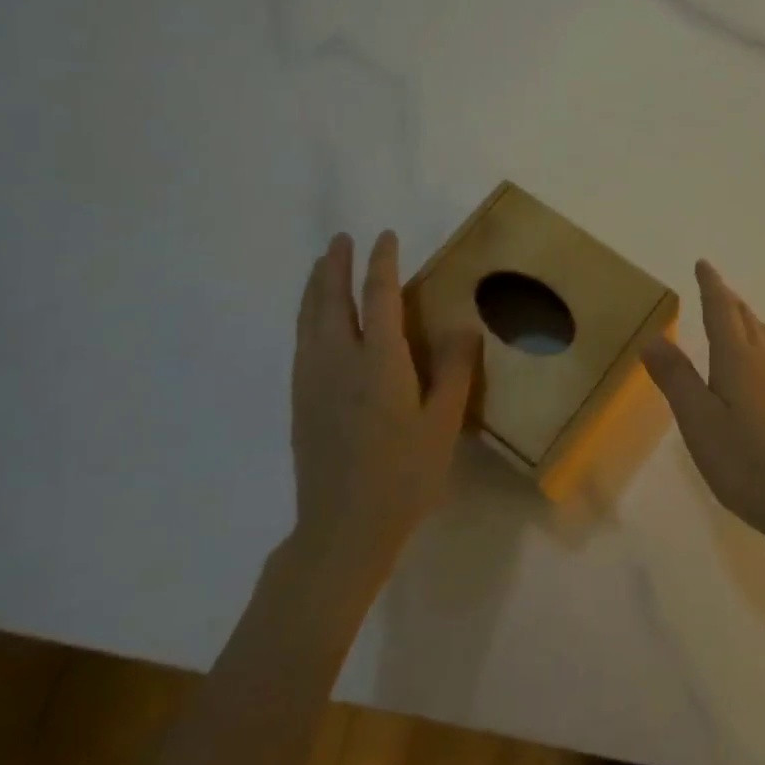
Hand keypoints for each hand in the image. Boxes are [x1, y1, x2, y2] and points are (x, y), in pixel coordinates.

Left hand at [290, 231, 480, 569]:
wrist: (342, 527)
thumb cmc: (403, 475)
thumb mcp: (444, 423)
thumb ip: (455, 370)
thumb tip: (464, 325)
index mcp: (379, 361)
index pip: (378, 297)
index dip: (382, 263)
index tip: (386, 237)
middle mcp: (339, 361)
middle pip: (331, 299)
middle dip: (336, 265)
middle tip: (341, 239)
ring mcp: (313, 381)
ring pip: (309, 319)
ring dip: (316, 286)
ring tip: (322, 266)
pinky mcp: (300, 401)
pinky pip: (301, 341)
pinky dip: (307, 315)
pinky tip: (313, 320)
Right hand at [642, 260, 764, 544]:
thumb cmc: (745, 461)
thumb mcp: (698, 421)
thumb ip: (676, 378)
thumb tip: (653, 337)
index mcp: (738, 358)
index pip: (722, 309)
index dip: (711, 285)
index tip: (703, 264)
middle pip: (746, 318)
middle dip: (728, 298)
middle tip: (713, 286)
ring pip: (762, 336)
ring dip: (744, 318)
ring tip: (732, 317)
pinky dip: (755, 342)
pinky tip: (753, 365)